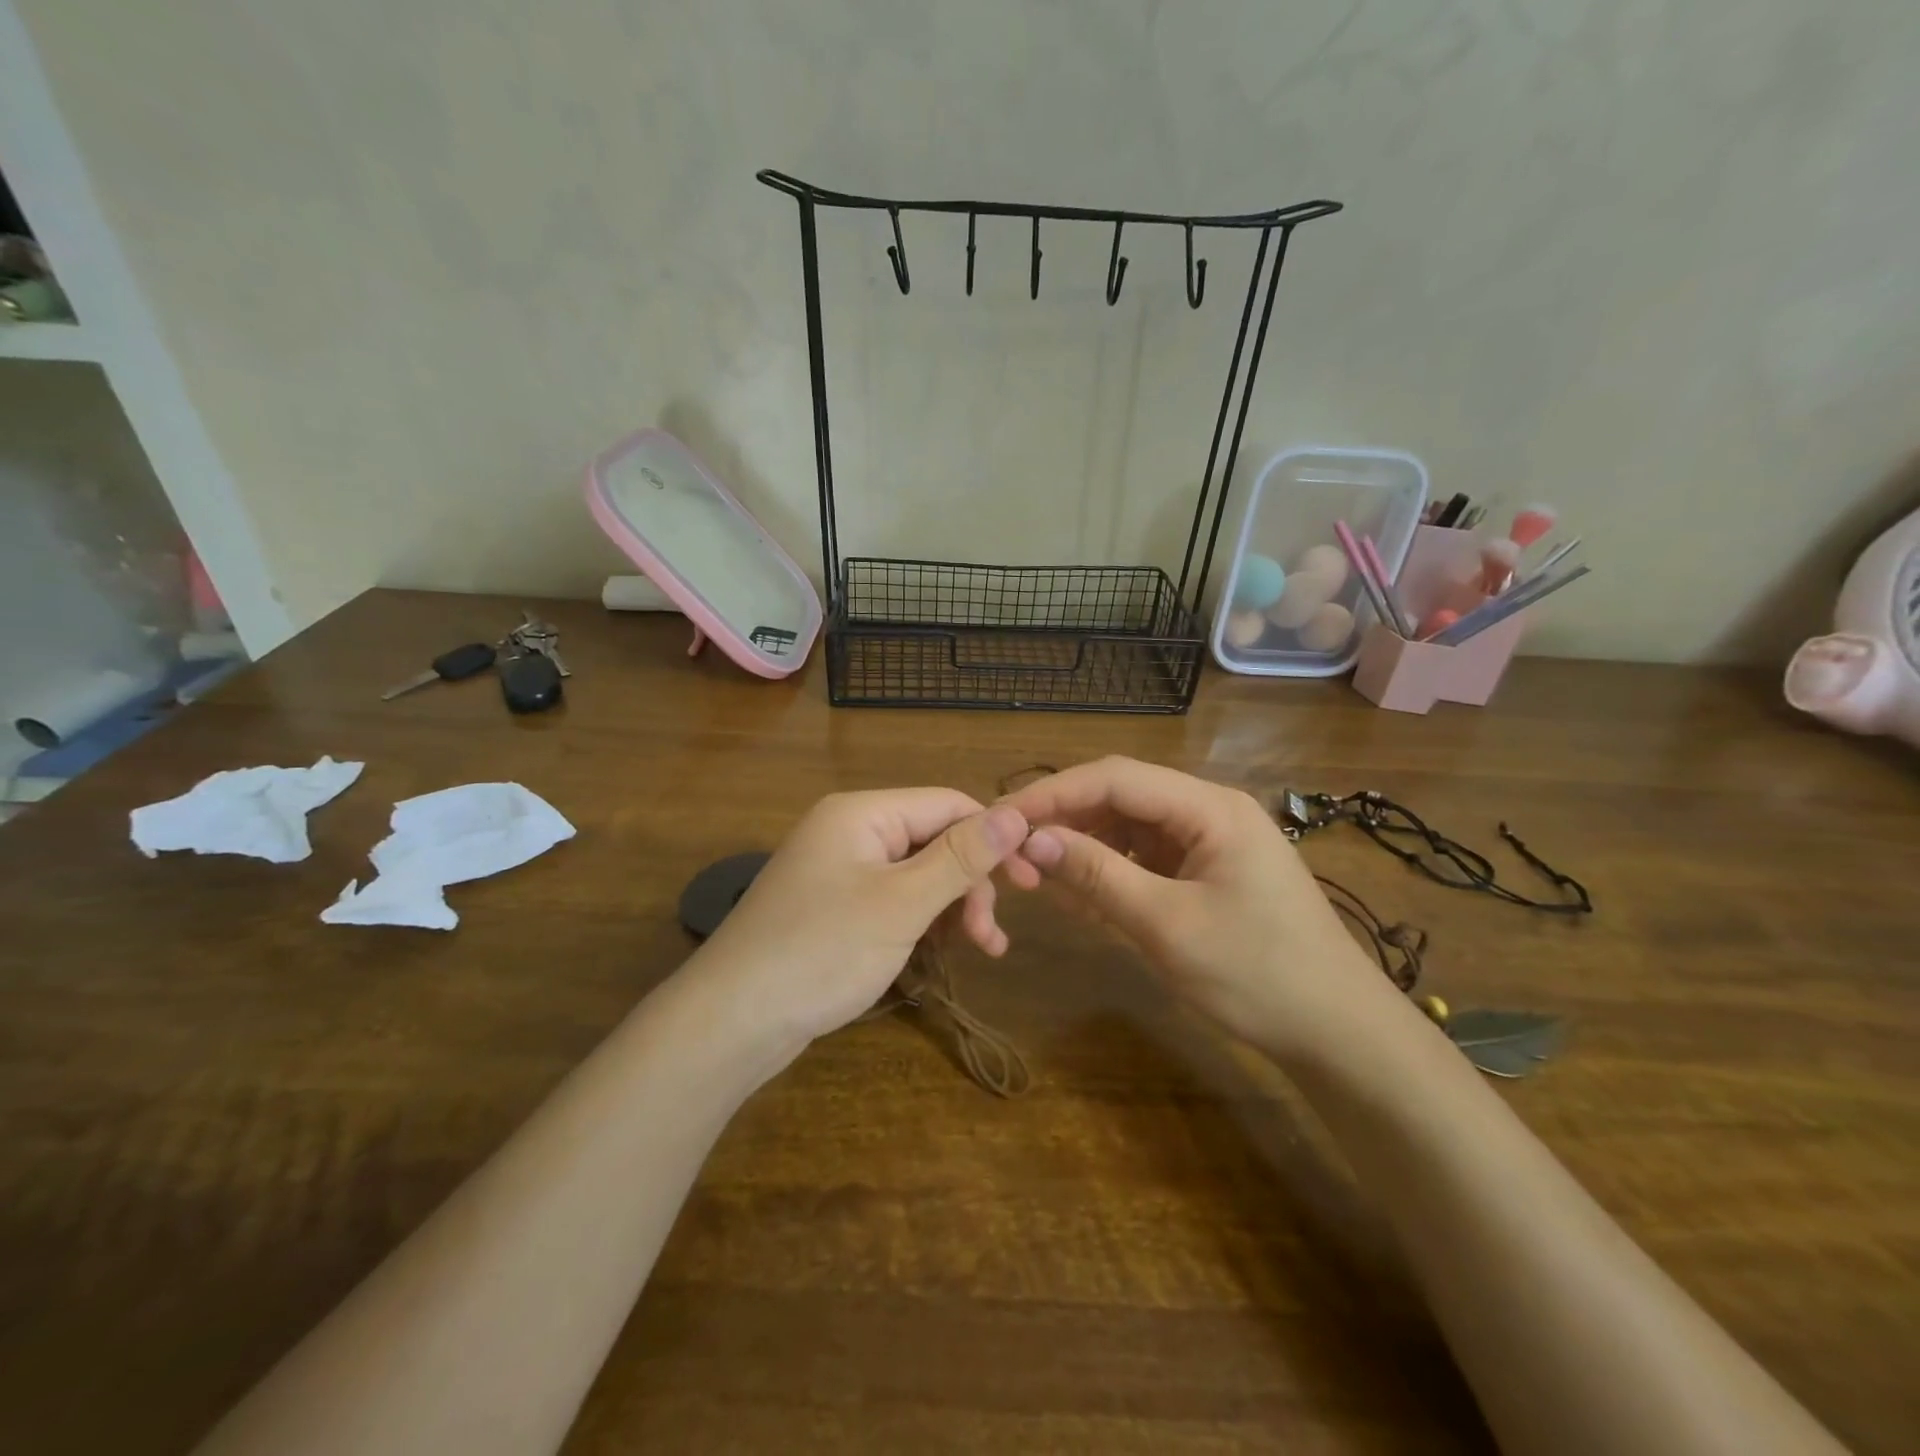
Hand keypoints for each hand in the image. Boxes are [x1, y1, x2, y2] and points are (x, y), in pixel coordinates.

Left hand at [696, 789, 1030, 1048]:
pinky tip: (941, 954)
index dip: (994, 837)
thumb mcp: (902, 904)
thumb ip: (960, 858)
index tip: (1032, 881)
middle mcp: (850, 831)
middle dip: (970, 883)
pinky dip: (922, 923)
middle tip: (993, 937)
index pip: (947, 804)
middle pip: (933, 840)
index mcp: (862, 814)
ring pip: (917, 875)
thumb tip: (1016, 814)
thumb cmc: (821, 952)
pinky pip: (893, 900)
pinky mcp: (834, 908)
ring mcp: (839, 871)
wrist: (731, 1022)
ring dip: (952, 907)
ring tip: (979, 951)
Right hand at [1003, 757, 1390, 1055]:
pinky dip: (1110, 872)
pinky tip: (1080, 894)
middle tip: (1014, 851)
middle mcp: (1209, 811)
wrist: (1339, 1034)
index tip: (1003, 817)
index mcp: (1210, 807)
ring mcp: (1210, 841)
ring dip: (1084, 846)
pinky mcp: (1207, 872)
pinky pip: (1146, 858)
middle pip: (1122, 796)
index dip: (1054, 793)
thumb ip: (1097, 875)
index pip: (1116, 777)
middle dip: (1066, 820)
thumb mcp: (1167, 925)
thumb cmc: (1259, 975)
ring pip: (1129, 827)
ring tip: (1039, 875)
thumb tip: (1032, 840)